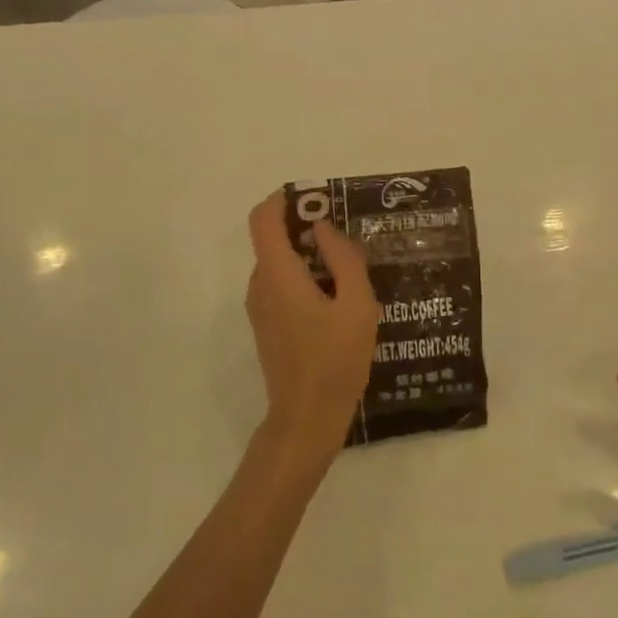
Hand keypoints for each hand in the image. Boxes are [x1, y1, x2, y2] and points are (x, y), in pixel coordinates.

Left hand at [246, 194, 378, 456]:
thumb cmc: (335, 361)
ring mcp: (260, 307)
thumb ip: (343, 259)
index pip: (263, 219)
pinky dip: (304, 276)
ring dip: (308, 254)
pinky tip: (338, 296)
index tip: (316, 198)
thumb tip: (323, 228)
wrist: (306, 419)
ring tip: (350, 266)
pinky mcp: (268, 325)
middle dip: (306, 227)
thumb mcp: (357, 306)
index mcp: (278, 274)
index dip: (284, 200)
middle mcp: (260, 285)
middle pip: (273, 239)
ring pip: (279, 263)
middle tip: (347, 233)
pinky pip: (281, 284)